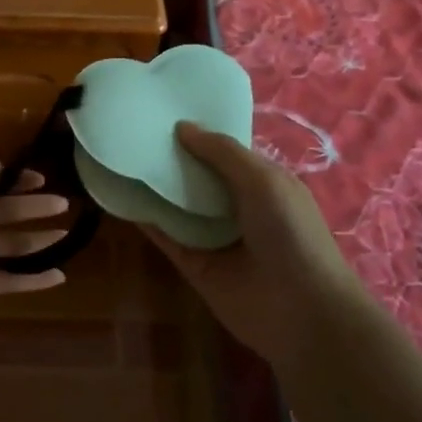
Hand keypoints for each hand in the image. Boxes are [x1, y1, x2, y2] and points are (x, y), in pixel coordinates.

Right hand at [142, 123, 368, 372]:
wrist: (301, 310)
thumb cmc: (291, 234)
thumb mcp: (264, 180)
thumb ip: (223, 152)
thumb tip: (183, 126)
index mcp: (263, 183)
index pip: (225, 152)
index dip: (200, 133)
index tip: (164, 111)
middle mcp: (238, 207)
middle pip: (198, 177)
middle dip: (173, 156)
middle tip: (135, 129)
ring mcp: (214, 237)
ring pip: (179, 205)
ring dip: (156, 185)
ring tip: (120, 156)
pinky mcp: (194, 265)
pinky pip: (166, 236)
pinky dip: (146, 218)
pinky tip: (121, 196)